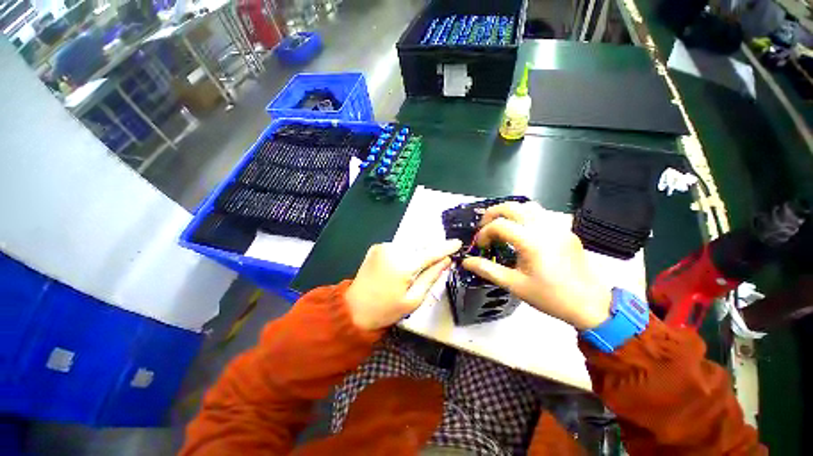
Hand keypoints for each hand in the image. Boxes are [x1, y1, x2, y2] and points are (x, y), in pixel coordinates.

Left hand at [345, 239, 462, 330]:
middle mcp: (393, 249)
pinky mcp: (377, 247)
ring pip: (409, 246)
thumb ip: (431, 277)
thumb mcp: (413, 299)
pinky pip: (398, 247)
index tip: (458, 243)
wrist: (353, 309)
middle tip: (437, 262)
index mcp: (404, 264)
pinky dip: (405, 254)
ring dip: (417, 254)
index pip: (431, 252)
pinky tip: (401, 267)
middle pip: (420, 247)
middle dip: (430, 253)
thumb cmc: (386, 310)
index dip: (446, 248)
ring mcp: (383, 246)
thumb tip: (446, 261)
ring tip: (414, 270)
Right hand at [461, 201, 611, 329]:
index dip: (484, 233)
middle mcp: (544, 227)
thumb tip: (466, 261)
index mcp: (530, 241)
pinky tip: (524, 231)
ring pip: (528, 206)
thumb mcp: (514, 285)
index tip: (480, 246)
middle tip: (484, 227)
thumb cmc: (550, 296)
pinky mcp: (566, 229)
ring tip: (502, 226)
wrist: (590, 304)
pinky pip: (543, 213)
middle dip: (492, 214)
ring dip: (510, 212)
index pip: (498, 225)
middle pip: (512, 207)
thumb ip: (487, 270)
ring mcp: (557, 226)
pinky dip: (527, 216)